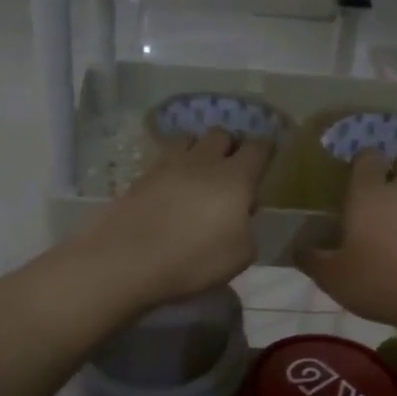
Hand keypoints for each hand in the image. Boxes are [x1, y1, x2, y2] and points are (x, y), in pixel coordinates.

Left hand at [75, 129, 271, 308]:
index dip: (266, 150)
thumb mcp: (240, 256)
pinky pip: (165, 159)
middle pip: (222, 135)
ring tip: (199, 172)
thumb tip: (240, 216)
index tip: (267, 158)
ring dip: (199, 150)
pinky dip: (174, 166)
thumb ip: (247, 230)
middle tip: (232, 168)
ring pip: (190, 139)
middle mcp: (204, 161)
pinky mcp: (142, 176)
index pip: (259, 148)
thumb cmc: (194, 260)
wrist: (128, 260)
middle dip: (231, 146)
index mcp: (235, 177)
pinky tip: (172, 186)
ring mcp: (169, 164)